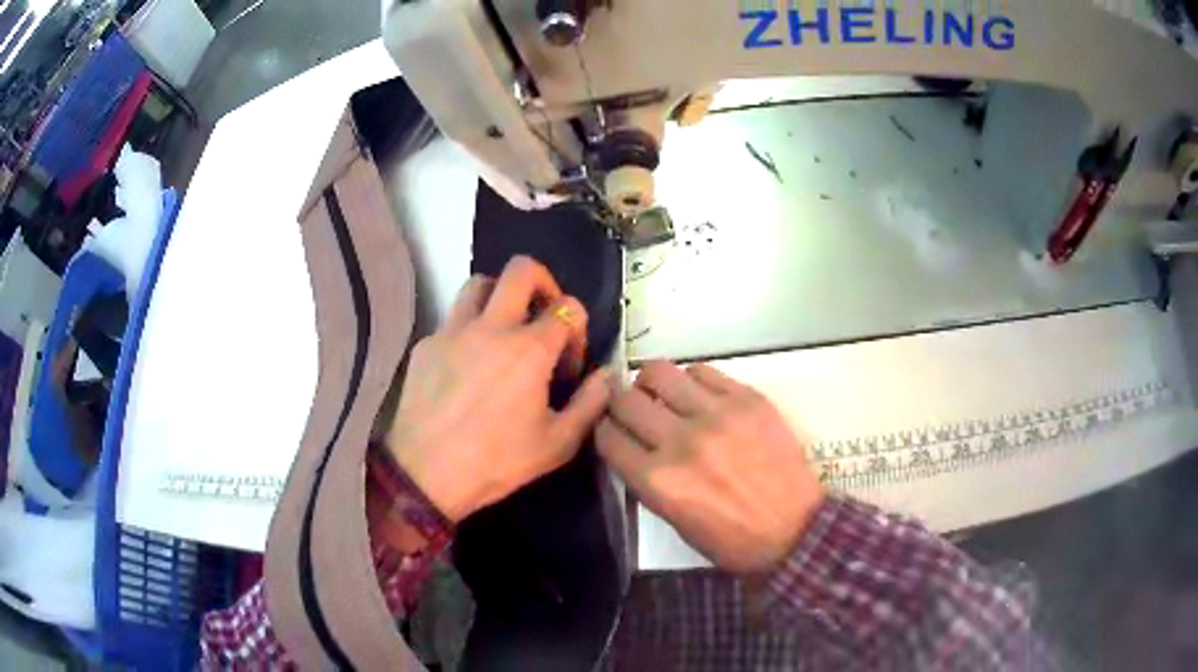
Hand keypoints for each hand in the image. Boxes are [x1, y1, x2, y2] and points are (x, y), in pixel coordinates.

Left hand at [386, 257, 610, 522]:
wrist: (425, 475)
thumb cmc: (497, 462)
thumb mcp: (558, 443)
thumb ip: (591, 403)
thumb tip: (609, 374)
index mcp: (529, 350)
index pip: (567, 308)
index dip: (577, 330)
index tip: (568, 363)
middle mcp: (491, 327)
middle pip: (521, 270)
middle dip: (543, 281)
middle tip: (543, 313)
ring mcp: (453, 331)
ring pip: (479, 283)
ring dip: (499, 296)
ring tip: (503, 328)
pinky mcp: (426, 344)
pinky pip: (452, 319)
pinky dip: (468, 330)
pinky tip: (466, 365)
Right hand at [597, 361, 824, 573]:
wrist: (795, 529)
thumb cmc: (732, 540)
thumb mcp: (675, 521)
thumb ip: (648, 481)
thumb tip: (633, 446)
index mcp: (658, 481)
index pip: (608, 436)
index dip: (603, 429)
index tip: (611, 428)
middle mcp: (680, 441)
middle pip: (626, 400)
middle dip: (619, 402)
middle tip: (631, 407)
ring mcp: (716, 415)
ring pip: (660, 372)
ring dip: (652, 384)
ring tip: (665, 396)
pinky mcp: (747, 399)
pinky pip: (703, 370)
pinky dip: (691, 380)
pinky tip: (699, 395)